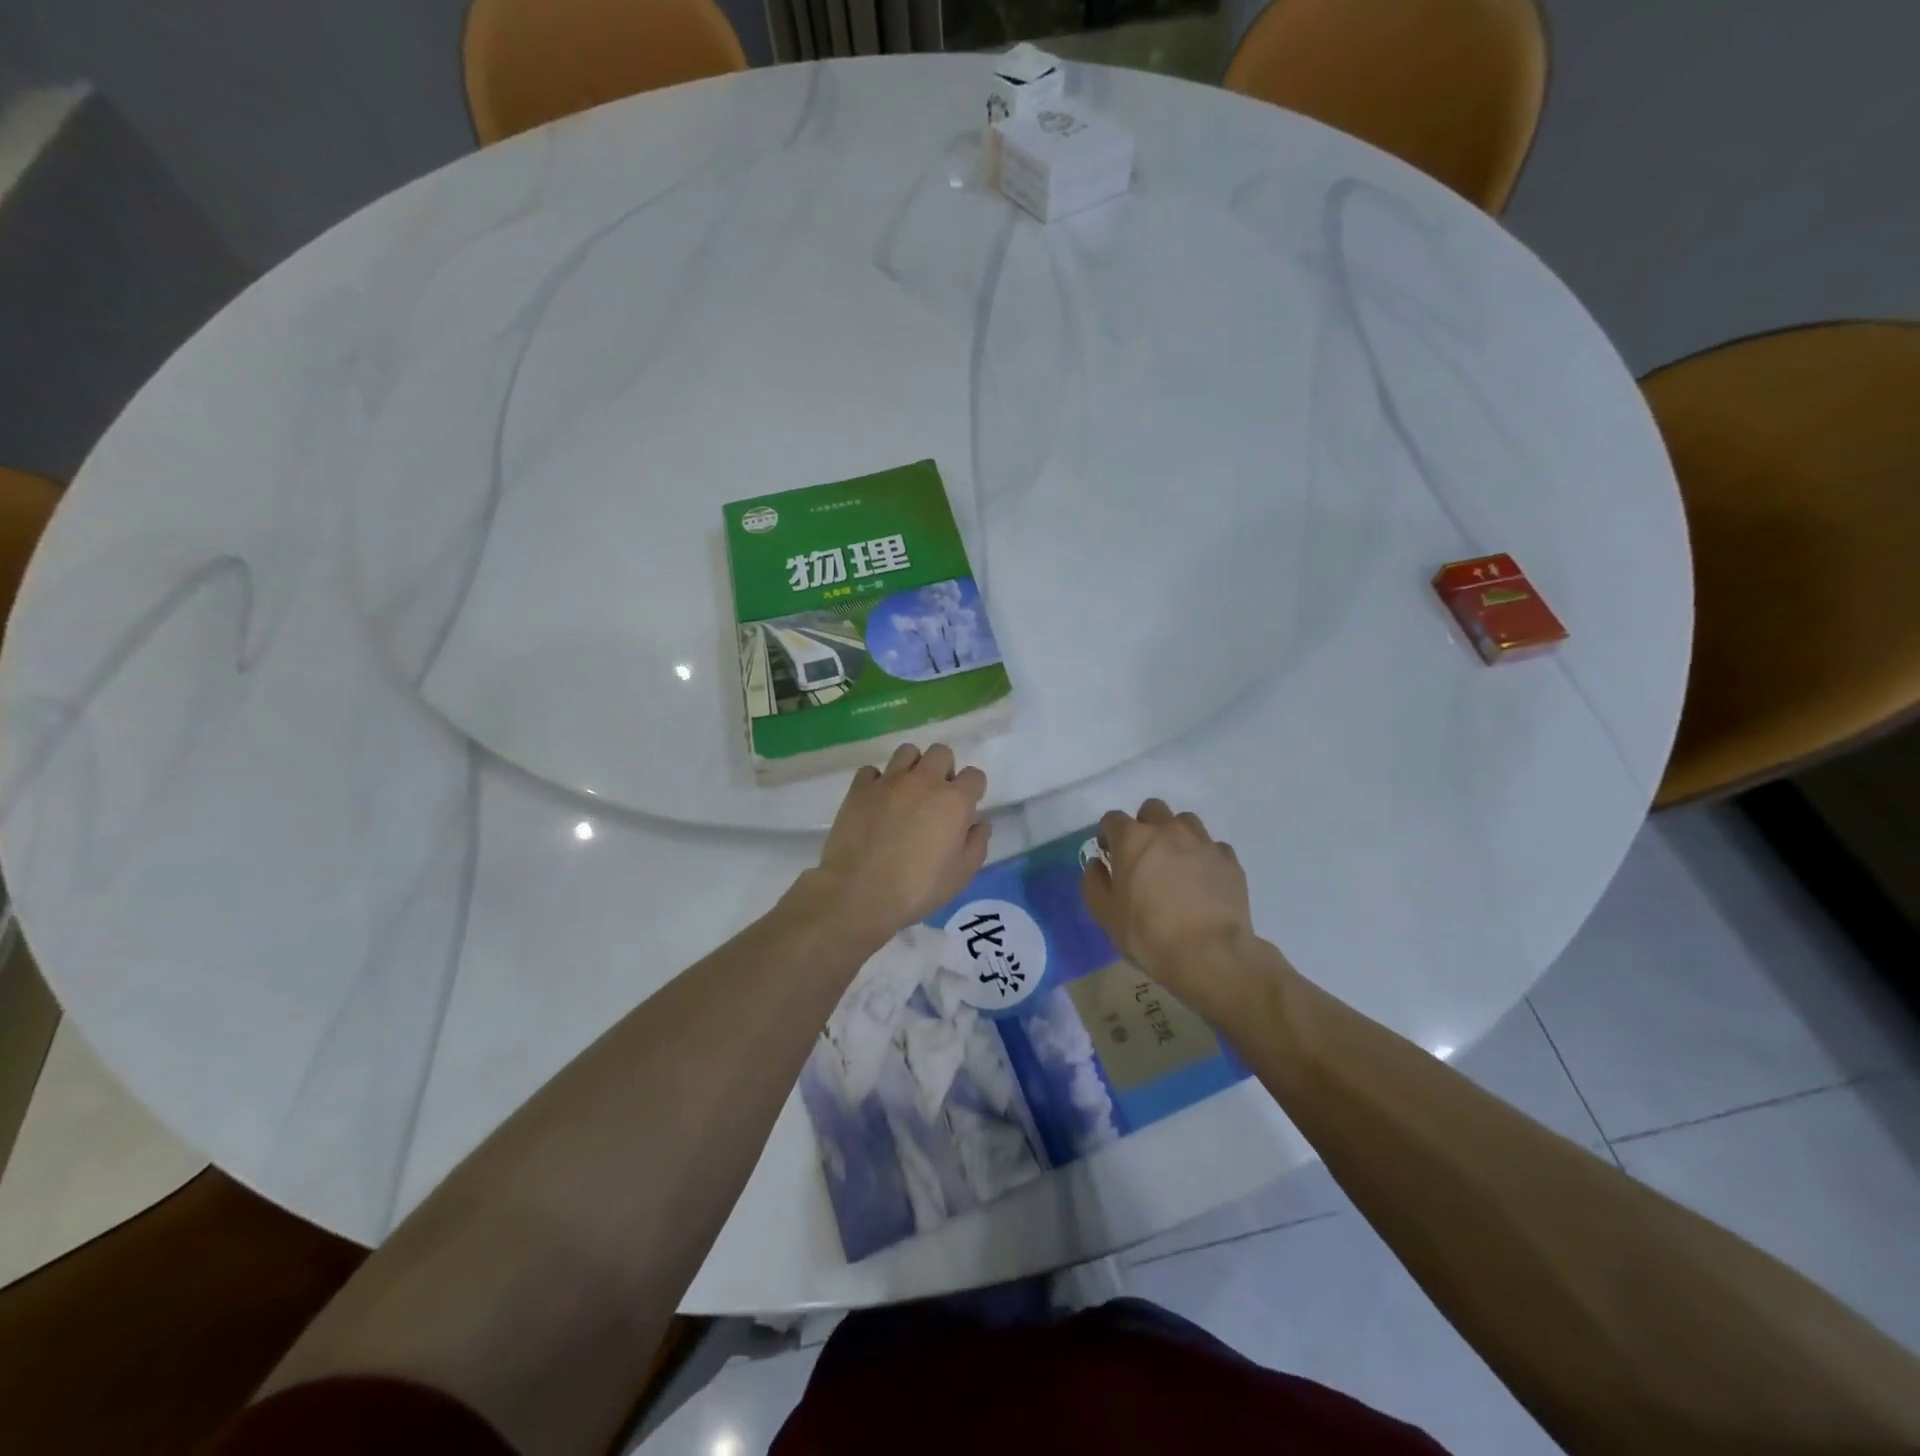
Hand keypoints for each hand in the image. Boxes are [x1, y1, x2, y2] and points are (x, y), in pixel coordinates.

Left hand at [801, 744, 990, 950]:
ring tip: (906, 792)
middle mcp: (924, 780)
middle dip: (943, 769)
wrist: (862, 891)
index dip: (972, 789)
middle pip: (941, 753)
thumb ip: (976, 843)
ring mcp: (889, 780)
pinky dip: (876, 781)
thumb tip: (980, 822)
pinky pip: (871, 771)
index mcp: (954, 800)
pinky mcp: (860, 788)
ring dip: (912, 767)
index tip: (965, 807)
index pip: (974, 775)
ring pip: (907, 751)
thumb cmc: (919, 887)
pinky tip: (876, 801)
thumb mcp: (961, 874)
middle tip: (935, 796)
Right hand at [1082, 799, 1257, 1007]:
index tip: (1109, 854)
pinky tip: (1203, 881)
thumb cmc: (1148, 934)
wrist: (1210, 954)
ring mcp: (1202, 842)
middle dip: (1144, 825)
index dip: (1108, 834)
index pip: (1112, 819)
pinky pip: (1213, 847)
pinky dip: (1204, 857)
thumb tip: (1098, 864)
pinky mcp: (1229, 860)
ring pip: (1185, 822)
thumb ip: (1094, 883)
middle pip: (1152, 809)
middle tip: (1143, 855)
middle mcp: (1168, 830)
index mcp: (1133, 839)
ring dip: (1176, 836)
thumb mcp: (1106, 915)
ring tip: (1176, 864)